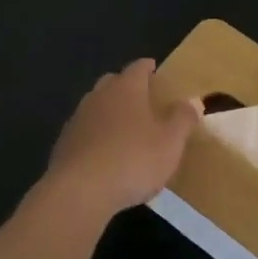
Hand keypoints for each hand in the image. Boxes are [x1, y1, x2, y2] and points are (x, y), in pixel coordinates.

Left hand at [38, 59, 200, 226]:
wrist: (79, 191)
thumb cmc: (133, 159)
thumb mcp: (171, 142)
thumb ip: (183, 118)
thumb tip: (193, 99)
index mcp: (126, 88)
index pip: (137, 68)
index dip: (147, 68)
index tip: (154, 68)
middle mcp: (99, 96)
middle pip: (113, 82)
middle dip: (126, 86)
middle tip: (142, 97)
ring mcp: (78, 119)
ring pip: (96, 106)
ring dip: (109, 111)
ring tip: (124, 127)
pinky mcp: (64, 144)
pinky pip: (84, 130)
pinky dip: (95, 135)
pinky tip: (104, 153)